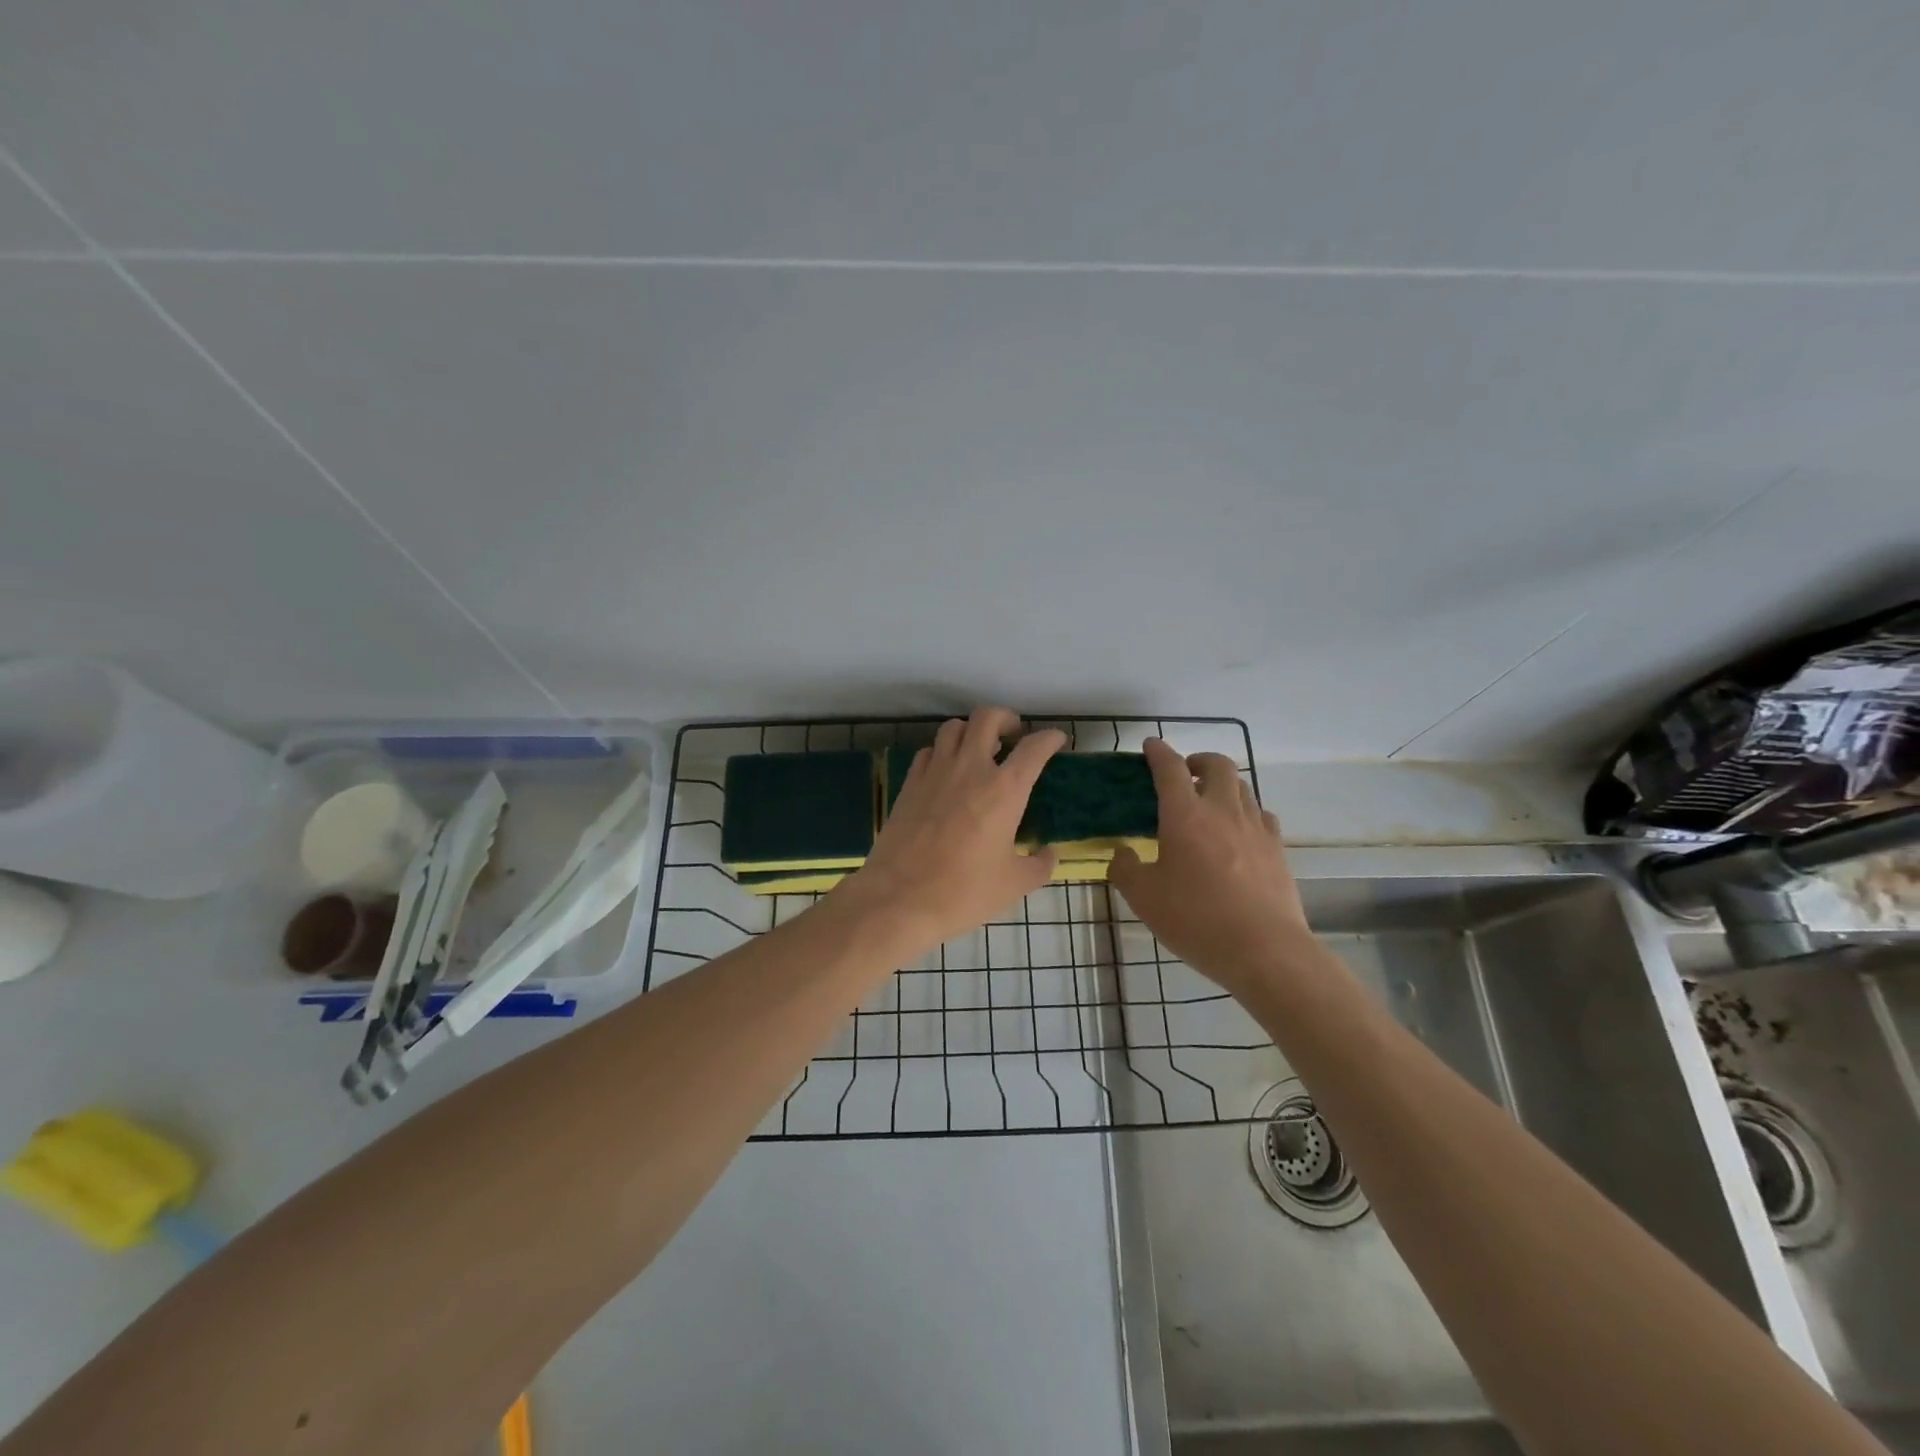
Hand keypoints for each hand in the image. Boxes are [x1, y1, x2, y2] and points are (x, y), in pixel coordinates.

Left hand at [837, 708, 1065, 953]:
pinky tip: (946, 771)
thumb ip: (1039, 865)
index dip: (1049, 738)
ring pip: (953, 727)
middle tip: (1013, 734)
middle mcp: (971, 769)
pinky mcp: (909, 784)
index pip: (1033, 748)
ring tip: (978, 748)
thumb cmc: (964, 892)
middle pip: (987, 718)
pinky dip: (942, 751)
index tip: (1056, 741)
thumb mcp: (1014, 884)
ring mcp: (935, 772)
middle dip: (1006, 718)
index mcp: (1004, 789)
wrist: (899, 898)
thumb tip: (1049, 853)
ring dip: (971, 730)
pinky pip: (929, 751)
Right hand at [1108, 739, 1311, 996]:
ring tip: (1209, 801)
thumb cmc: (1196, 920)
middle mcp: (1222, 810)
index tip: (1150, 746)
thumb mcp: (1144, 899)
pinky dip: (1245, 810)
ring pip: (1242, 786)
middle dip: (1197, 760)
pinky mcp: (1277, 848)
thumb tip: (1122, 853)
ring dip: (1223, 783)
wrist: (1265, 950)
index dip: (1158, 752)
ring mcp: (1255, 827)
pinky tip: (1238, 831)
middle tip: (1184, 774)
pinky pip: (1261, 814)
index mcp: (1185, 815)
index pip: (1170, 768)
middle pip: (1217, 764)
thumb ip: (1125, 869)